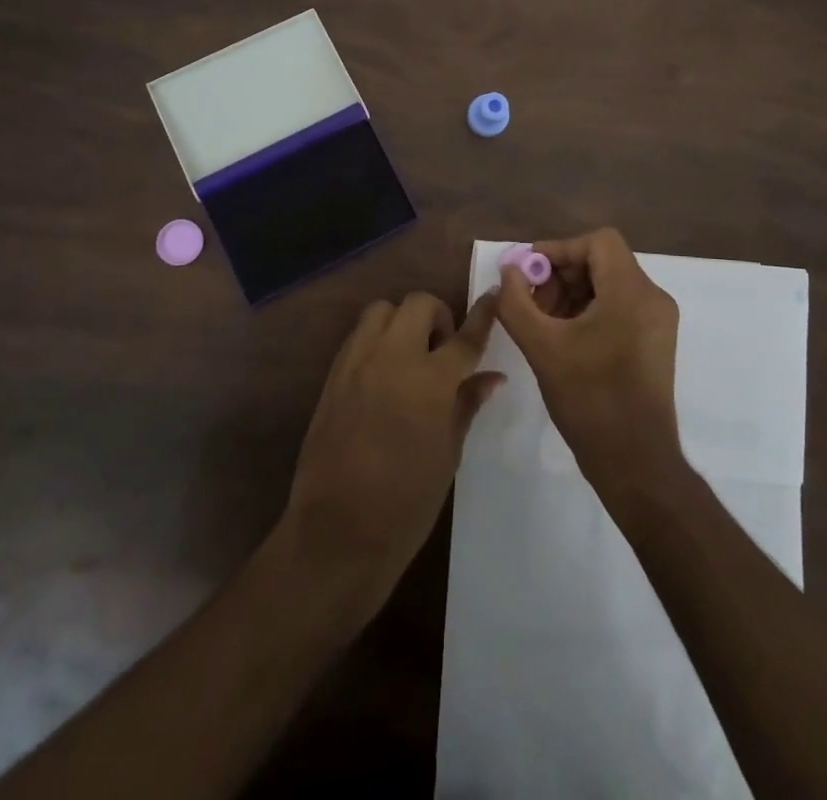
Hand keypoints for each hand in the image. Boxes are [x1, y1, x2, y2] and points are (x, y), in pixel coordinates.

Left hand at [277, 292, 503, 618]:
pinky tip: (383, 373)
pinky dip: (376, 339)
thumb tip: (491, 378)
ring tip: (409, 356)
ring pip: (382, 310)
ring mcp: (357, 362)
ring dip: (402, 321)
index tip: (493, 295)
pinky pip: (358, 335)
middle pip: (418, 304)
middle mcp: (392, 358)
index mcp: (429, 381)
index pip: (464, 337)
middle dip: (438, 316)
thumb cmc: (407, 502)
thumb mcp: (448, 454)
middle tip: (442, 349)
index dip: (482, 315)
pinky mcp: (333, 375)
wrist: (338, 532)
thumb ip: (466, 405)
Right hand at [488, 228, 682, 496]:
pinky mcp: (655, 343)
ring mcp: (658, 322)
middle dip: (562, 275)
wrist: (635, 462)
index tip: (529, 273)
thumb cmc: (589, 399)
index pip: (598, 242)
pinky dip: (589, 311)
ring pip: (610, 285)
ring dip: (572, 294)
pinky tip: (563, 338)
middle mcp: (653, 298)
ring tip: (542, 322)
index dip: (559, 249)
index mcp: (632, 292)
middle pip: (603, 262)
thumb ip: (516, 302)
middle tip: (530, 301)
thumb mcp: (542, 346)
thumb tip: (508, 271)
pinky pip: (620, 307)